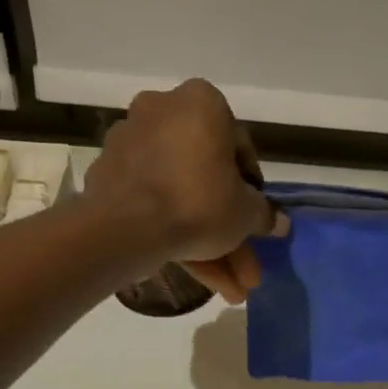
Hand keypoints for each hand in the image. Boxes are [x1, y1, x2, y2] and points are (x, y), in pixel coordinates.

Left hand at [85, 79, 286, 302]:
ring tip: (227, 285)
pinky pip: (150, 201)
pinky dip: (171, 230)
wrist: (126, 227)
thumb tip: (279, 222)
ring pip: (178, 192)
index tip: (254, 214)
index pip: (237, 144)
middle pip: (204, 173)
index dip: (251, 186)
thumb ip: (264, 214)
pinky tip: (194, 270)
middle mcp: (161, 111)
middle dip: (226, 223)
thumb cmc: (199, 202)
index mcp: (201, 103)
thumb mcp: (246, 213)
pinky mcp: (108, 175)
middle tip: (243, 260)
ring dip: (204, 237)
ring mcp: (130, 144)